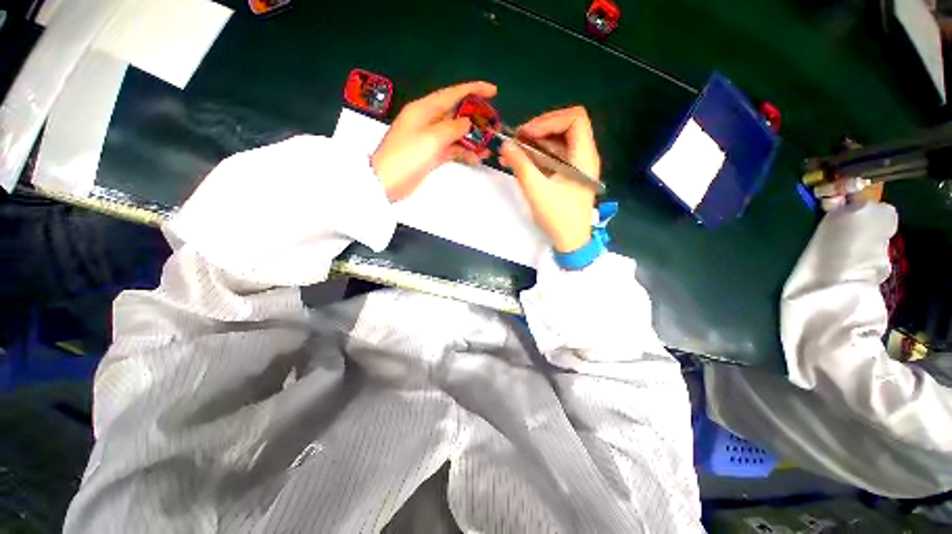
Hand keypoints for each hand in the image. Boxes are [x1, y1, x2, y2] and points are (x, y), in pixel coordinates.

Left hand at [371, 81, 496, 201]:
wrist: (387, 182)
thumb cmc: (407, 156)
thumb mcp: (432, 139)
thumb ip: (452, 128)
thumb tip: (467, 122)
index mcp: (424, 109)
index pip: (452, 94)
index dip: (473, 90)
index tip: (493, 91)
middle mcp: (427, 120)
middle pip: (456, 113)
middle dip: (475, 118)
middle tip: (493, 124)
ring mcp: (429, 139)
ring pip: (455, 133)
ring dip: (471, 139)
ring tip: (488, 146)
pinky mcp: (431, 154)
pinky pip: (451, 149)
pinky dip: (463, 152)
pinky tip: (476, 158)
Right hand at [500, 106, 600, 252]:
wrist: (570, 240)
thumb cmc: (558, 217)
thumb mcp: (537, 191)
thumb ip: (521, 165)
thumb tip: (505, 145)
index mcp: (583, 156)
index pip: (575, 118)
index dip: (549, 120)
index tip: (527, 134)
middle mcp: (583, 156)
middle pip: (564, 127)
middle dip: (538, 130)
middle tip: (516, 141)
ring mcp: (576, 165)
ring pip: (556, 142)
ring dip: (533, 144)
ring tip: (511, 153)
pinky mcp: (568, 175)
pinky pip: (552, 157)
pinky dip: (536, 156)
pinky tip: (519, 163)